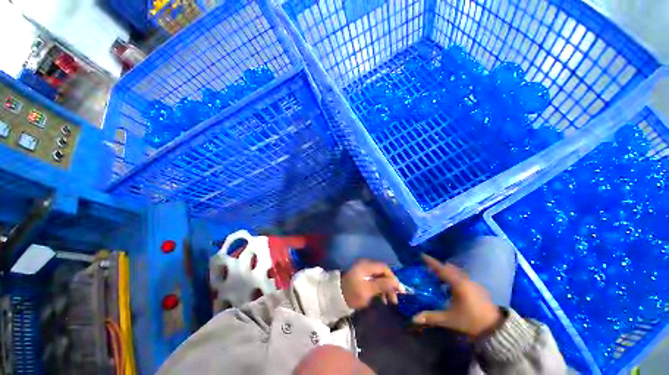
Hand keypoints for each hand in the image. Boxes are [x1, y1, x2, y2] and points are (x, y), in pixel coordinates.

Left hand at [341, 260, 401, 309]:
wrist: (336, 297)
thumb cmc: (352, 293)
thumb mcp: (367, 290)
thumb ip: (382, 285)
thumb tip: (396, 282)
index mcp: (367, 265)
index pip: (384, 268)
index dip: (393, 278)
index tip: (399, 291)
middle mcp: (366, 265)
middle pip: (382, 272)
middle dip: (390, 285)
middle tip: (395, 299)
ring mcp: (364, 271)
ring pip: (379, 277)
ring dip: (385, 288)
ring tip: (389, 301)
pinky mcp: (362, 277)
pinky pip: (374, 280)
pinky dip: (380, 288)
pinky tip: (382, 298)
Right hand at [412, 254, 501, 339]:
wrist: (495, 328)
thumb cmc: (470, 320)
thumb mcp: (449, 319)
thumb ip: (431, 317)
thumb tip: (414, 318)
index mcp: (457, 283)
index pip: (441, 269)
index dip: (431, 261)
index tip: (422, 255)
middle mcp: (465, 280)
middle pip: (449, 268)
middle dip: (439, 267)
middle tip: (429, 269)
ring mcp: (474, 283)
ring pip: (457, 272)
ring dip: (448, 272)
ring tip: (439, 277)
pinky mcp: (479, 288)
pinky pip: (463, 277)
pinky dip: (455, 277)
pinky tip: (453, 287)